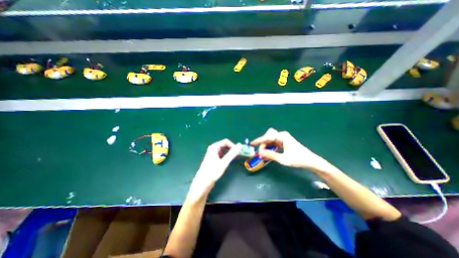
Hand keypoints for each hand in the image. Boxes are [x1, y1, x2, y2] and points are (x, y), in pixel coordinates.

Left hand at [188, 139, 240, 198]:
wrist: (203, 183)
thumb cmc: (213, 171)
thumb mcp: (224, 162)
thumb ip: (232, 153)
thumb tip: (240, 145)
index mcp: (214, 147)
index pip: (226, 141)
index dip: (233, 146)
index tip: (238, 152)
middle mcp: (213, 149)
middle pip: (225, 145)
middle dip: (232, 149)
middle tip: (238, 155)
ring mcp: (213, 154)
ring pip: (224, 150)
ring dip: (230, 153)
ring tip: (235, 158)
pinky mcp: (213, 159)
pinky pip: (222, 155)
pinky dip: (226, 157)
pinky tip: (229, 161)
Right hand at [251, 128, 335, 173]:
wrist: (310, 161)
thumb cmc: (298, 160)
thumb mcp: (283, 159)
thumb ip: (270, 155)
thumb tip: (259, 153)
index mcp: (282, 137)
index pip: (267, 137)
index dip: (258, 140)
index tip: (251, 144)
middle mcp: (282, 135)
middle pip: (268, 135)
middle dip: (263, 143)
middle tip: (262, 152)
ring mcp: (283, 137)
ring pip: (271, 138)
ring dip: (266, 145)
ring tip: (265, 154)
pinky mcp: (284, 141)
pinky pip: (274, 141)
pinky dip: (270, 146)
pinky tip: (270, 152)